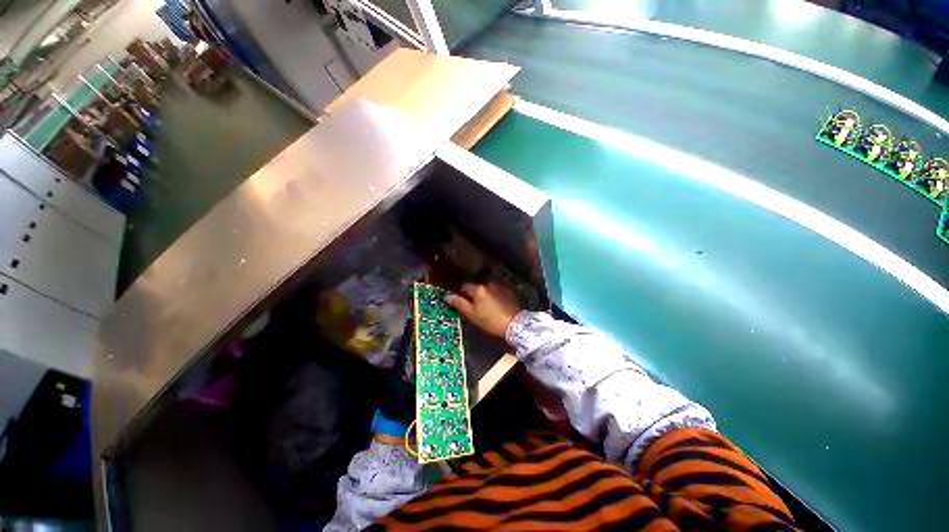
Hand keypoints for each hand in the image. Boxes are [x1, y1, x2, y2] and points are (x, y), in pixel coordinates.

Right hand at [446, 282, 520, 337]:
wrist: (514, 324)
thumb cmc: (489, 320)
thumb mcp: (471, 314)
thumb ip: (459, 303)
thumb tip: (447, 296)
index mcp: (478, 288)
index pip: (465, 286)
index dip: (461, 294)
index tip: (462, 302)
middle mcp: (489, 283)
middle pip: (476, 287)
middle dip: (474, 294)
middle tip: (474, 307)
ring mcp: (500, 286)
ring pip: (487, 289)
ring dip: (485, 295)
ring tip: (486, 307)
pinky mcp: (509, 291)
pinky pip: (497, 291)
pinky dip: (494, 296)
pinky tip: (496, 306)